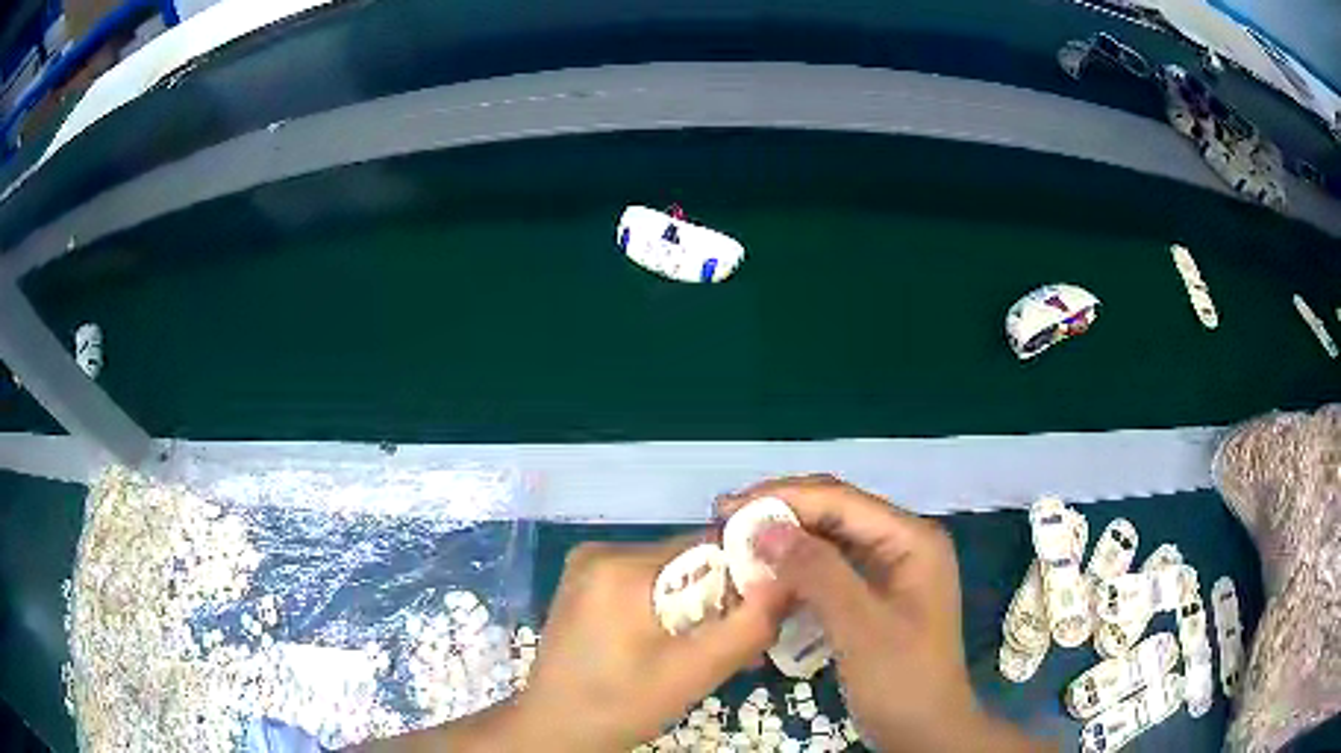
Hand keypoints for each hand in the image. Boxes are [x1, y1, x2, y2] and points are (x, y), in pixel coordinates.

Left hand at [508, 536, 786, 751]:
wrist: (553, 730)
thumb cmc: (620, 704)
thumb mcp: (694, 672)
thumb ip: (749, 626)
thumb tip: (789, 579)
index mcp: (620, 564)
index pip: (708, 547)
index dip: (744, 577)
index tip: (761, 613)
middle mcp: (601, 551)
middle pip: (688, 561)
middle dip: (719, 600)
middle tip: (733, 647)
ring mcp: (588, 568)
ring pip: (669, 575)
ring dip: (695, 609)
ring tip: (701, 654)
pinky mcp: (585, 588)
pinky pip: (644, 586)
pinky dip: (667, 611)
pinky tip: (671, 648)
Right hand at [719, 475, 1045, 752]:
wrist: (924, 731)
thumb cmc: (902, 679)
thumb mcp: (860, 627)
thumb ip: (818, 573)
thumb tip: (765, 527)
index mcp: (912, 540)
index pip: (841, 500)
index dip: (783, 497)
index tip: (727, 508)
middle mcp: (903, 544)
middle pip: (835, 514)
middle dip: (782, 516)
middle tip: (724, 524)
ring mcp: (890, 571)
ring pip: (830, 543)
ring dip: (786, 545)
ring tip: (738, 549)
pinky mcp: (874, 597)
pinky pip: (831, 573)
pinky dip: (797, 574)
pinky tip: (767, 581)